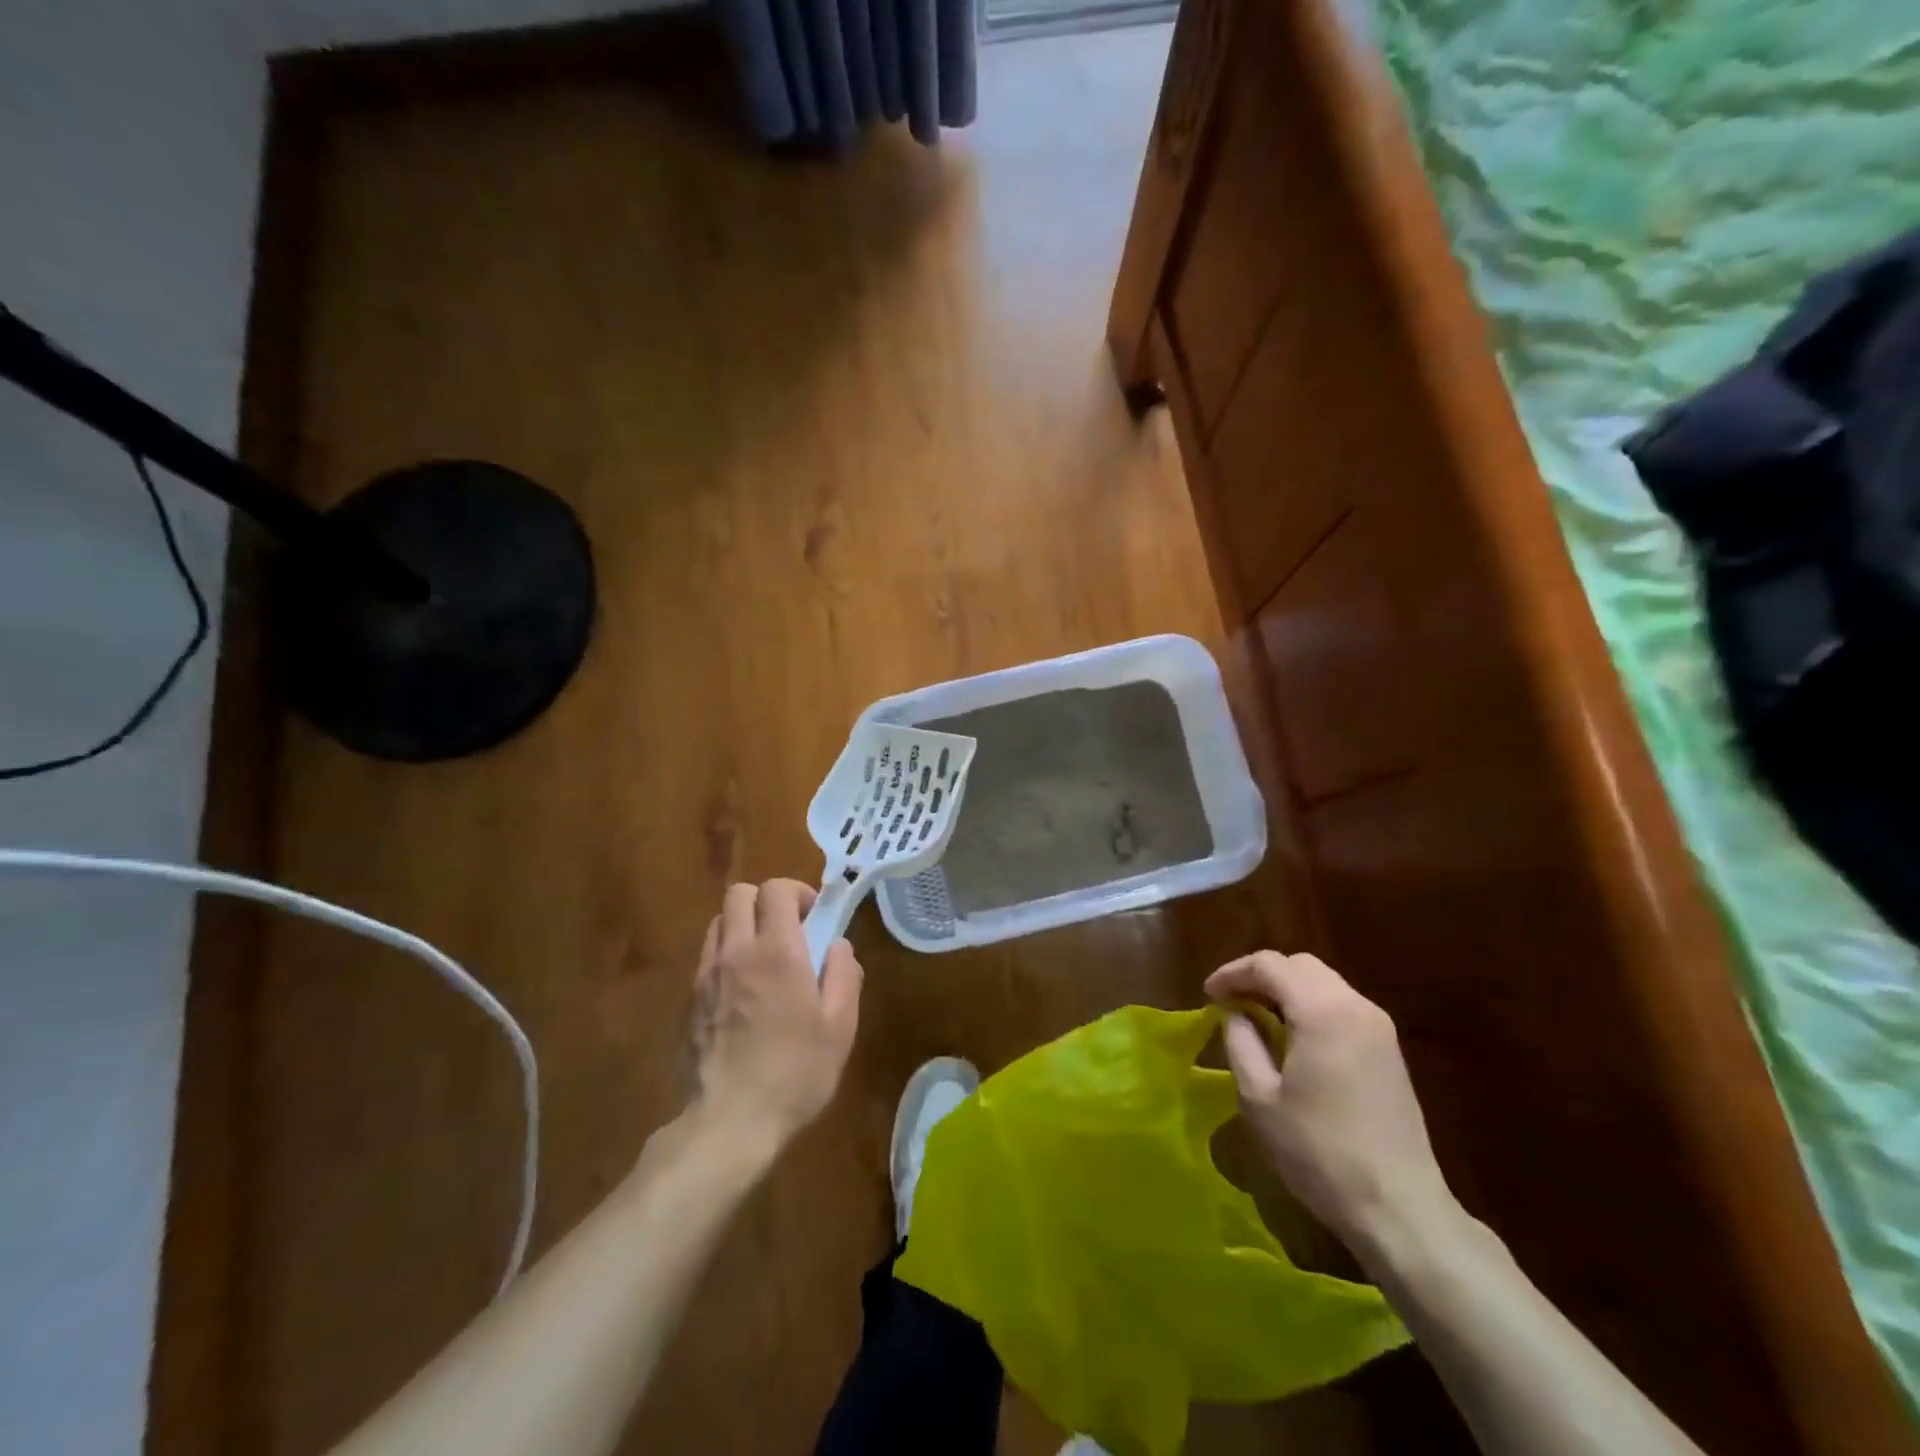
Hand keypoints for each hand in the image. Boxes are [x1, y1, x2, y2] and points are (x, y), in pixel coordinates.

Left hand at [688, 879, 863, 1145]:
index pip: (776, 889)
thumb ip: (844, 975)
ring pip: (719, 921)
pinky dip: (726, 955)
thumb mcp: (840, 1027)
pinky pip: (707, 956)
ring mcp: (706, 975)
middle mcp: (736, 951)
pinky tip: (742, 990)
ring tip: (764, 957)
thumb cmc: (795, 1072)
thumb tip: (838, 945)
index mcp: (777, 952)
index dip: (797, 891)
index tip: (813, 916)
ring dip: (743, 924)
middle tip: (788, 929)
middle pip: (739, 893)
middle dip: (766, 900)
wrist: (730, 1123)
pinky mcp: (689, 1000)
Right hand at [1206, 951, 1450, 1249]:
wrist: (1400, 1208)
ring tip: (1257, 1018)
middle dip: (1261, 976)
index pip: (1270, 965)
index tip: (1208, 994)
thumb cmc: (1319, 1152)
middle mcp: (1355, 1006)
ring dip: (1287, 990)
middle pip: (1300, 966)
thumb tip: (1236, 1015)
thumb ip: (1241, 1042)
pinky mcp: (1390, 1051)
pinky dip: (1310, 1007)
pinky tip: (1292, 1038)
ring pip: (1323, 983)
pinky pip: (1341, 1006)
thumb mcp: (1259, 1098)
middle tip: (1231, 1002)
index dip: (1233, 973)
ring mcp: (1379, 1028)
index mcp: (1322, 1012)